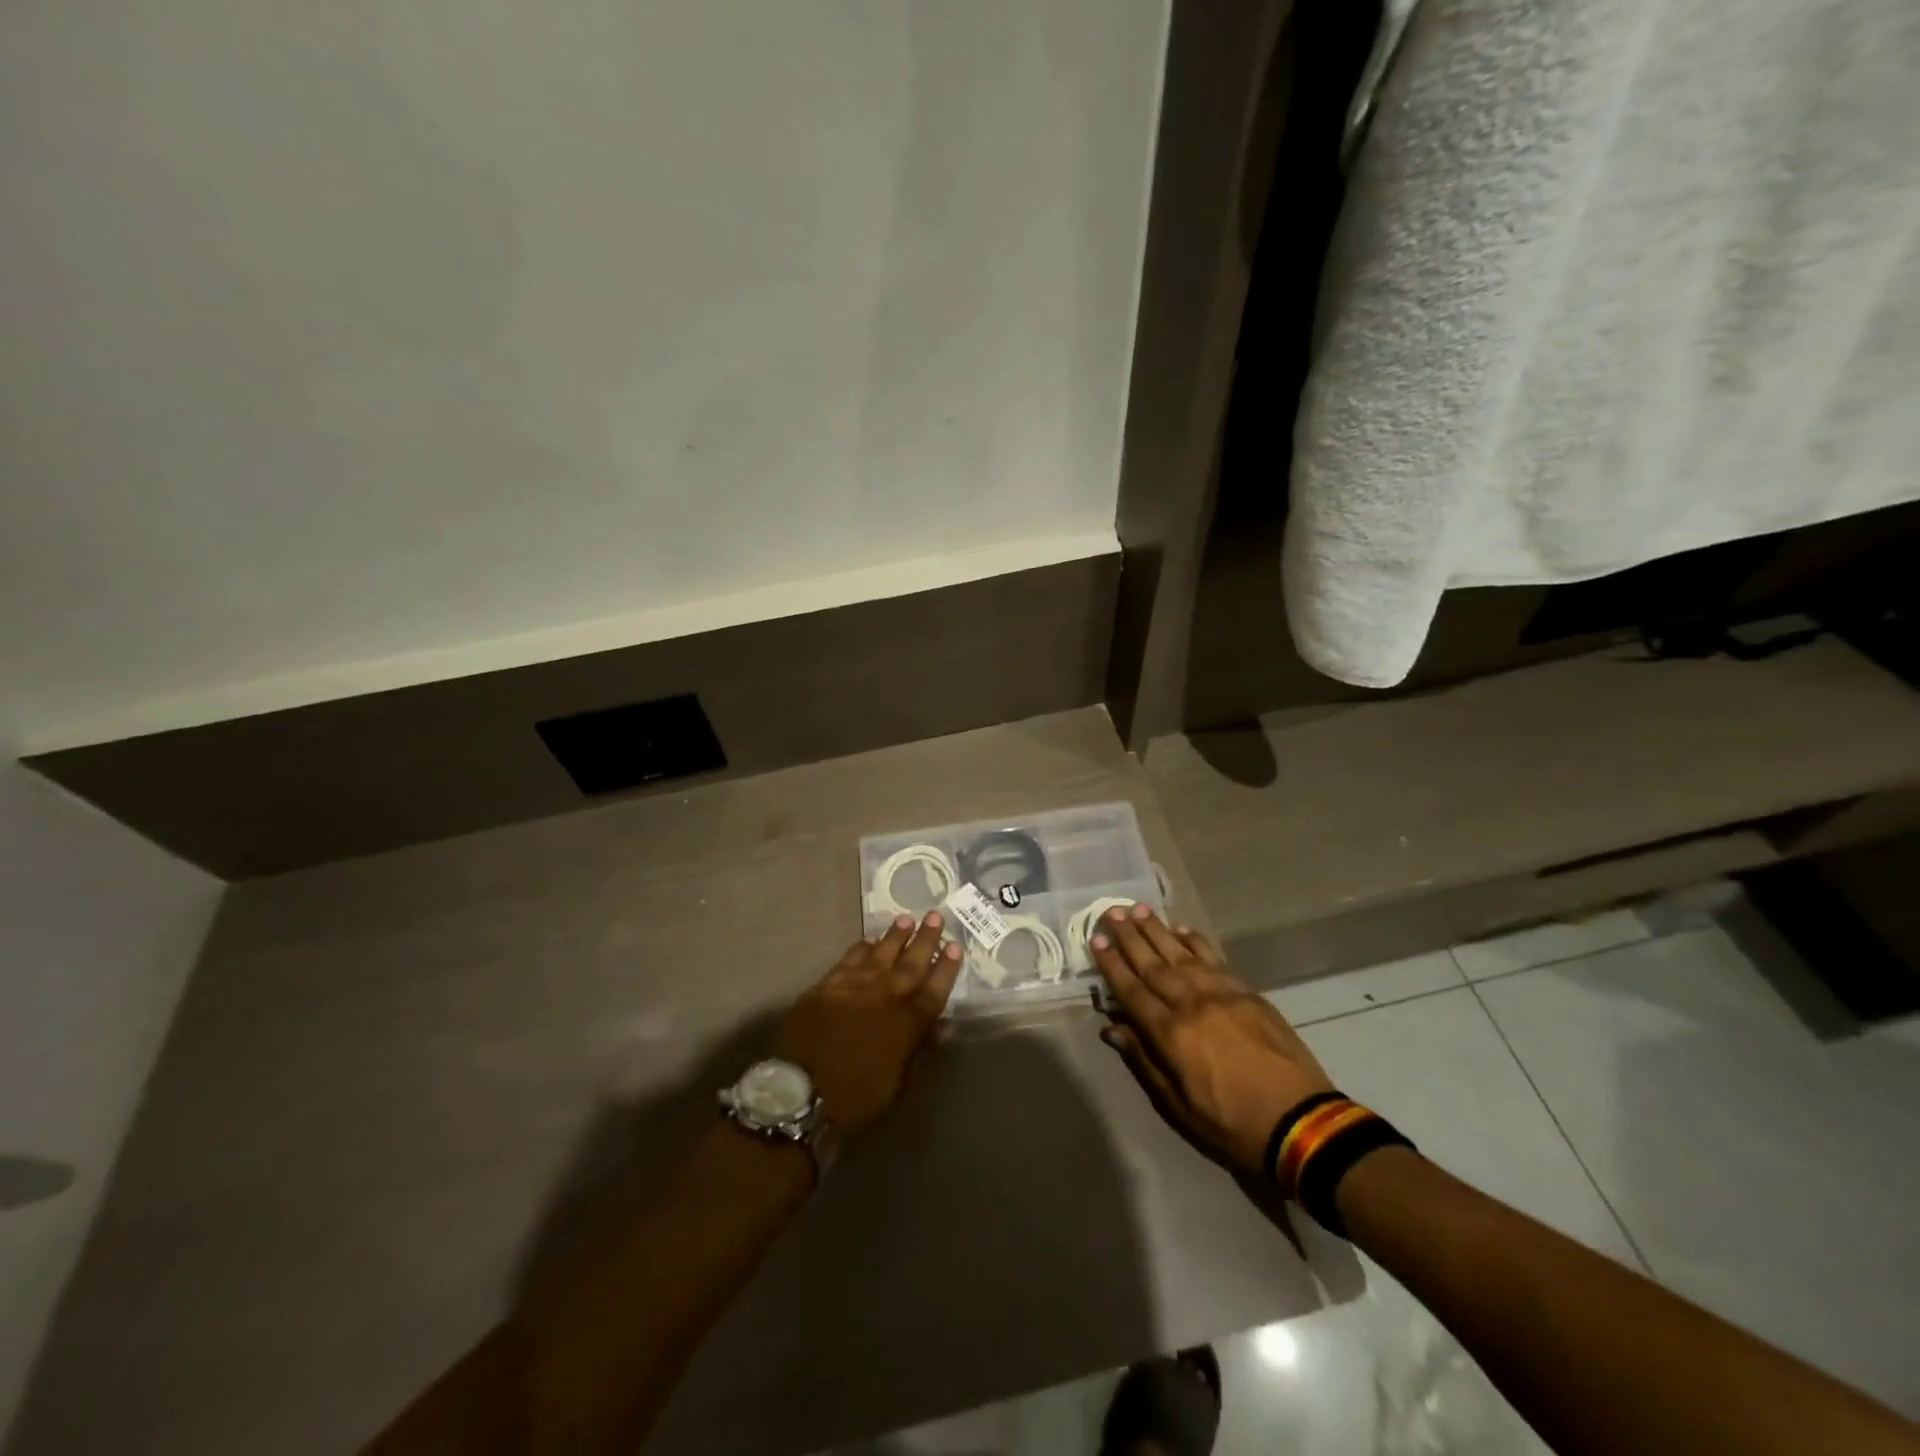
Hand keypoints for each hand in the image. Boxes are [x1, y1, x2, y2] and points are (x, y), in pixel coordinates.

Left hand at [771, 912, 962, 1134]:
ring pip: (881, 952)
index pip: (935, 988)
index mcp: (908, 1023)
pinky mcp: (828, 985)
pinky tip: (868, 940)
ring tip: (906, 918)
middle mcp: (886, 996)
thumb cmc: (857, 1097)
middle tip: (935, 916)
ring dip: (895, 935)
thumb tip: (937, 1027)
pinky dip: (862, 947)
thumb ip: (917, 1049)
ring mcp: (855, 986)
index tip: (955, 945)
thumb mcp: (898, 1084)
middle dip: (926, 938)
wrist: (803, 1092)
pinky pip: (849, 958)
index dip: (946, 967)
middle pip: (911, 962)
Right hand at [1092, 906, 1334, 1178]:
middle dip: (1129, 937)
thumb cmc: (1232, 1124)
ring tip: (1139, 909)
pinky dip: (1196, 942)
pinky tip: (1182, 930)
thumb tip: (1112, 1027)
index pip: (1132, 991)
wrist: (1301, 1122)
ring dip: (1158, 930)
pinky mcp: (1248, 993)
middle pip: (1153, 964)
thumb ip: (1144, 1060)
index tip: (1095, 939)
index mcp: (1171, 1034)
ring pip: (1182, 954)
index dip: (1112, 964)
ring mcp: (1222, 994)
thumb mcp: (1179, 1105)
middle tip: (1111, 911)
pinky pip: (1215, 959)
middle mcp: (1192, 1004)